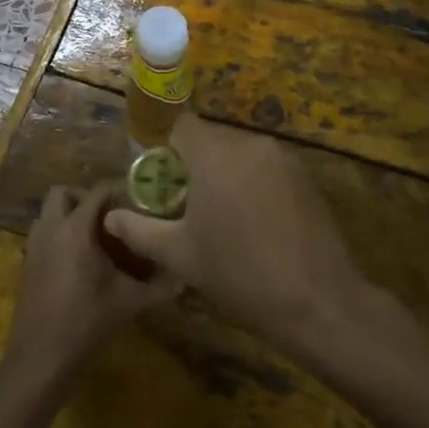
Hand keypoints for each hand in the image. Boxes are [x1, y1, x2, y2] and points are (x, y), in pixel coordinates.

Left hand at [5, 185, 175, 382]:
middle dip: (83, 197)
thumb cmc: (86, 322)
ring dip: (68, 215)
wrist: (40, 360)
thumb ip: (158, 287)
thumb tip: (184, 278)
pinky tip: (79, 260)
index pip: (97, 192)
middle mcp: (51, 229)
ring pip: (48, 213)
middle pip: (62, 192)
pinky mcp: (27, 266)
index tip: (138, 199)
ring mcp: (34, 247)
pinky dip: (58, 235)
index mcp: (75, 229)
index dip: (118, 190)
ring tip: (95, 236)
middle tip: (108, 215)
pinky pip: (42, 235)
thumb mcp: (128, 302)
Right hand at [103, 113, 368, 352]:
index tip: (159, 179)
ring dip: (225, 175)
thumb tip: (110, 218)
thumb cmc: (239, 275)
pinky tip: (255, 223)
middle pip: (211, 140)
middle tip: (184, 205)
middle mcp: (249, 144)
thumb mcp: (180, 256)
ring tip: (220, 218)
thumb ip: (140, 231)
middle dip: (194, 165)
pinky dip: (253, 183)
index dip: (164, 147)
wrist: (318, 301)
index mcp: (215, 154)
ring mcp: (283, 157)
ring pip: (240, 154)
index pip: (180, 126)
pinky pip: (265, 167)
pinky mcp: (305, 176)